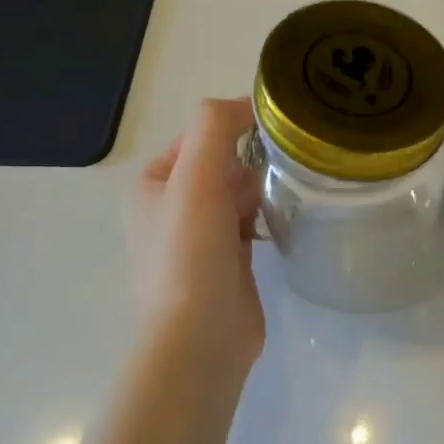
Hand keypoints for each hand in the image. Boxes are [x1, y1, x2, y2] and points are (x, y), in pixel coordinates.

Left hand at [133, 98, 265, 372]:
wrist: (200, 339)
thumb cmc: (190, 255)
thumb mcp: (195, 179)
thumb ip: (214, 128)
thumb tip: (247, 104)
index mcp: (152, 183)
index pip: (200, 135)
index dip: (236, 129)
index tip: (276, 135)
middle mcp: (170, 206)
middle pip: (223, 161)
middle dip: (253, 162)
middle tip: (283, 171)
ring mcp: (199, 236)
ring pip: (240, 191)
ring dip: (264, 188)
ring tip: (291, 192)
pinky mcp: (227, 260)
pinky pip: (251, 220)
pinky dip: (268, 214)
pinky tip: (288, 219)